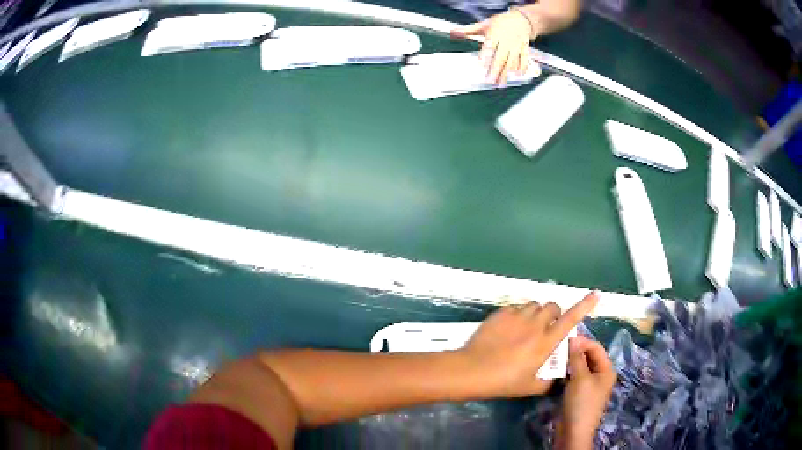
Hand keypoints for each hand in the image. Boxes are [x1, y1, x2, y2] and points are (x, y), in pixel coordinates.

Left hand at [451, 9, 540, 84]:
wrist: (521, 19)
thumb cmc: (500, 23)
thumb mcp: (484, 24)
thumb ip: (469, 30)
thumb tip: (453, 32)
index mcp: (494, 34)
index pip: (489, 46)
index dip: (485, 55)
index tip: (480, 65)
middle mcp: (506, 41)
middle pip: (500, 57)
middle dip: (495, 70)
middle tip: (489, 81)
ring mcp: (516, 46)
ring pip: (511, 61)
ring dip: (506, 72)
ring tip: (500, 83)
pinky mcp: (524, 49)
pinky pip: (524, 59)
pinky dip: (522, 67)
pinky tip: (518, 76)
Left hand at [460, 292, 598, 397]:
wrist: (472, 370)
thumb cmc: (503, 381)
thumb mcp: (530, 387)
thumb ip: (548, 382)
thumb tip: (555, 377)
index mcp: (546, 342)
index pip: (571, 319)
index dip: (585, 305)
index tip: (595, 294)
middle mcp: (535, 324)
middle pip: (552, 306)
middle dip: (554, 314)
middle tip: (546, 329)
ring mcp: (517, 316)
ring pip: (534, 305)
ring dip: (536, 314)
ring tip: (526, 328)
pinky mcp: (500, 314)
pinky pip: (515, 308)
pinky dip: (518, 315)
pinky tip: (509, 328)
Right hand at [558, 337, 615, 449]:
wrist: (573, 431)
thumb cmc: (581, 403)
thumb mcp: (580, 378)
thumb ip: (577, 357)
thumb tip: (573, 338)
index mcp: (606, 369)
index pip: (596, 347)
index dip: (582, 341)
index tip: (564, 339)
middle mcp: (600, 374)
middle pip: (588, 356)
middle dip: (574, 351)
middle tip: (557, 348)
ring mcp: (589, 384)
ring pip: (579, 366)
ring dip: (568, 361)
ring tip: (554, 357)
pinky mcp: (578, 392)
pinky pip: (573, 376)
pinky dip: (566, 372)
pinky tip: (555, 370)